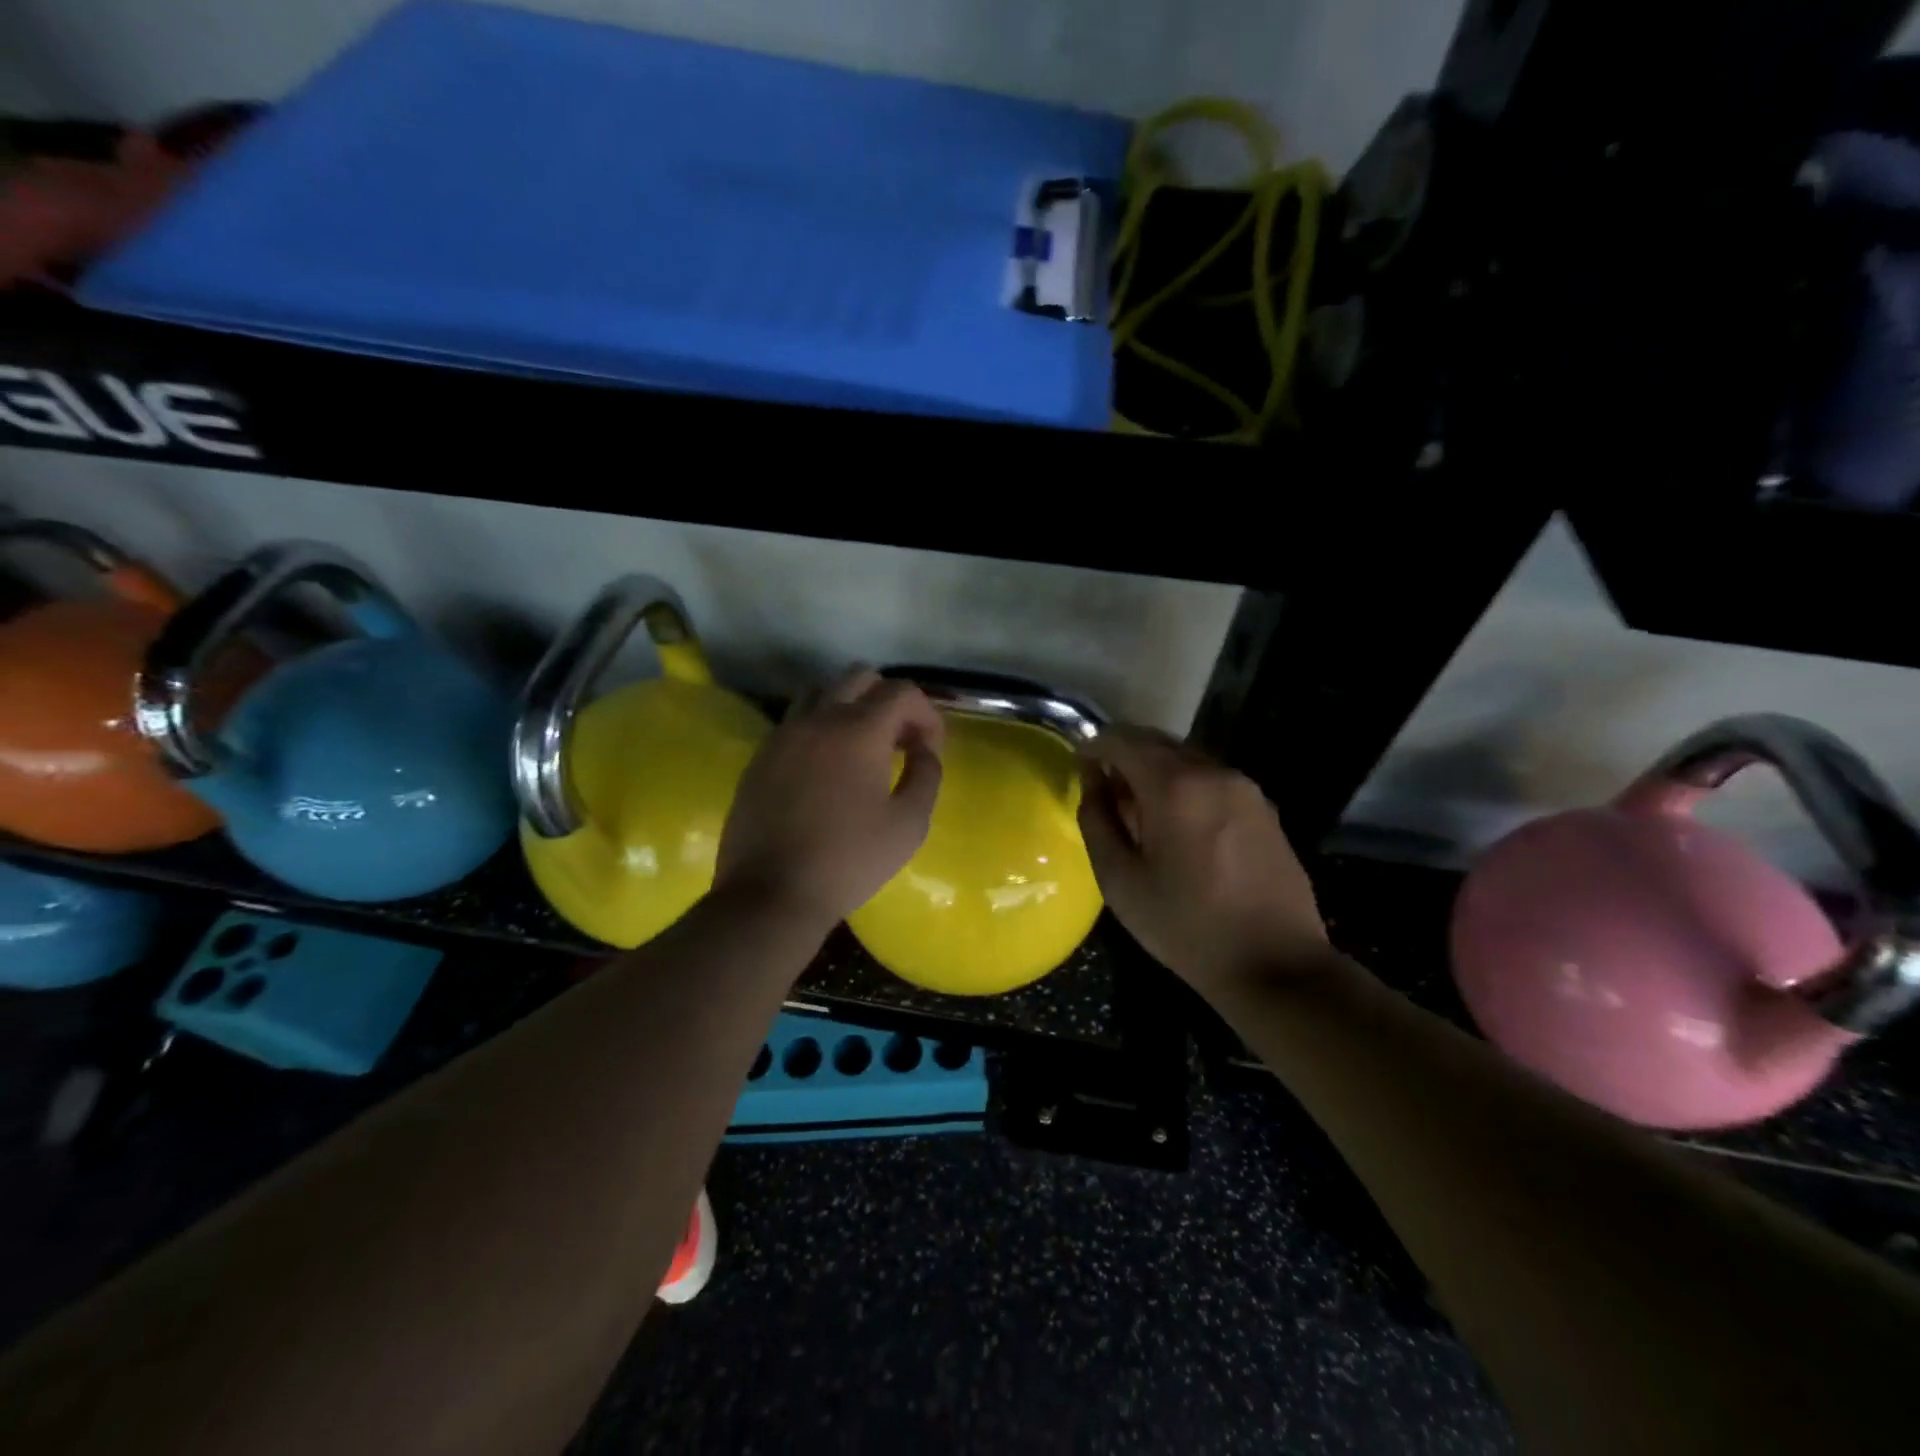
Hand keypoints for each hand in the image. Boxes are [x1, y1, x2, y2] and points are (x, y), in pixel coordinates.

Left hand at [715, 668, 944, 935]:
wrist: (772, 893)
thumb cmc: (849, 860)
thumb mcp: (909, 824)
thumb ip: (927, 775)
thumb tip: (923, 750)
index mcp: (858, 730)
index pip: (901, 691)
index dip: (926, 713)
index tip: (930, 748)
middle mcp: (818, 718)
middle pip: (859, 676)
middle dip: (888, 700)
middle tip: (899, 741)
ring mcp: (784, 734)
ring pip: (821, 691)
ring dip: (850, 706)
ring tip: (862, 746)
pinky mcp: (761, 755)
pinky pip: (796, 720)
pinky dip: (820, 726)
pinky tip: (827, 766)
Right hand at [1078, 727, 1328, 995]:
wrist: (1276, 964)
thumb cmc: (1185, 925)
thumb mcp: (1120, 880)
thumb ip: (1097, 820)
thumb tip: (1092, 781)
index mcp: (1174, 786)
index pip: (1123, 740)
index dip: (1094, 747)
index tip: (1079, 767)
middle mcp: (1213, 772)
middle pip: (1157, 742)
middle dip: (1125, 756)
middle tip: (1105, 791)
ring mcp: (1245, 787)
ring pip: (1186, 759)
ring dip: (1156, 771)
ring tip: (1140, 811)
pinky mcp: (1264, 807)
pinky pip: (1211, 779)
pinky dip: (1185, 786)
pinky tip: (1179, 826)